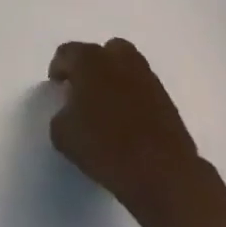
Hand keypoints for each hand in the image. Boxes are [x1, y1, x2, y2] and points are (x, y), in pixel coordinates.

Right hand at [48, 39, 222, 226]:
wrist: (163, 174)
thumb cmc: (105, 147)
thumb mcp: (63, 134)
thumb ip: (61, 114)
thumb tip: (70, 111)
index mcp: (89, 60)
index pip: (66, 53)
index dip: (58, 69)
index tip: (58, 88)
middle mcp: (118, 59)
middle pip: (101, 52)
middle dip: (91, 67)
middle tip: (84, 92)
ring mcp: (147, 77)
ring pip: (125, 68)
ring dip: (114, 80)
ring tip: (107, 108)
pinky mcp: (167, 99)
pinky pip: (141, 89)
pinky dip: (132, 97)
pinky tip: (127, 121)